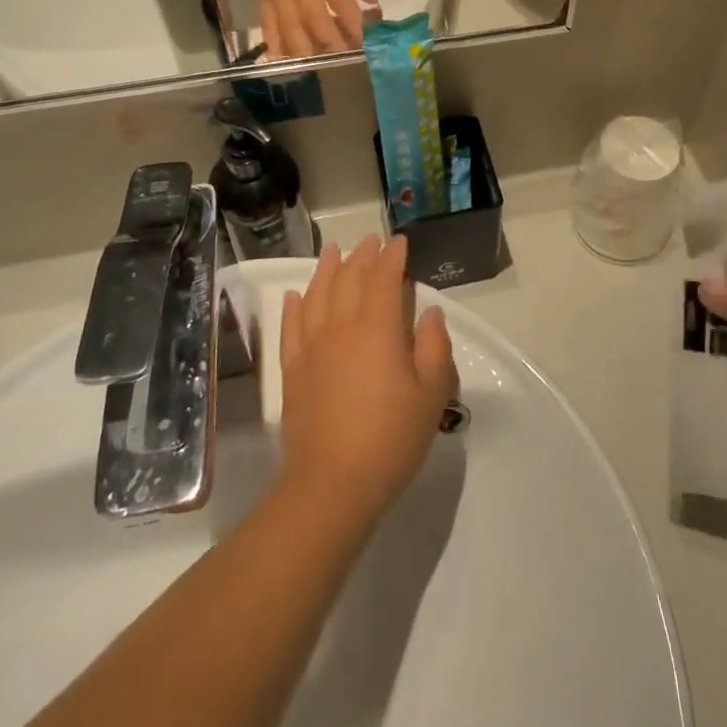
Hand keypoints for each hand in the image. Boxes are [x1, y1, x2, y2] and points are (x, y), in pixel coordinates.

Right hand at [248, 0, 379, 58]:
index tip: (367, 40)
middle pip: (317, 21)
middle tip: (349, 57)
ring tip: (324, 64)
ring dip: (310, 51)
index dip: (354, 23)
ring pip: (293, 30)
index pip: (340, 0)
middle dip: (335, 43)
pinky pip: (269, 28)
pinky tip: (288, 62)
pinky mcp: (263, 0)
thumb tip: (373, 3)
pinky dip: (277, 47)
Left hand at [278, 236, 457, 523]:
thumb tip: (430, 314)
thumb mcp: (431, 395)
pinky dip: (294, 305)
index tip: (400, 242)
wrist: (331, 485)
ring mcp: (312, 347)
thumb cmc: (390, 439)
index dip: (393, 257)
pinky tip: (296, 295)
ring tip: (333, 251)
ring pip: (318, 294)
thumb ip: (435, 348)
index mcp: (377, 328)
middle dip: (362, 256)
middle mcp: (341, 326)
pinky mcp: (292, 370)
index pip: (384, 278)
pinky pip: (291, 326)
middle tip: (370, 241)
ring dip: (327, 269)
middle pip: (349, 279)